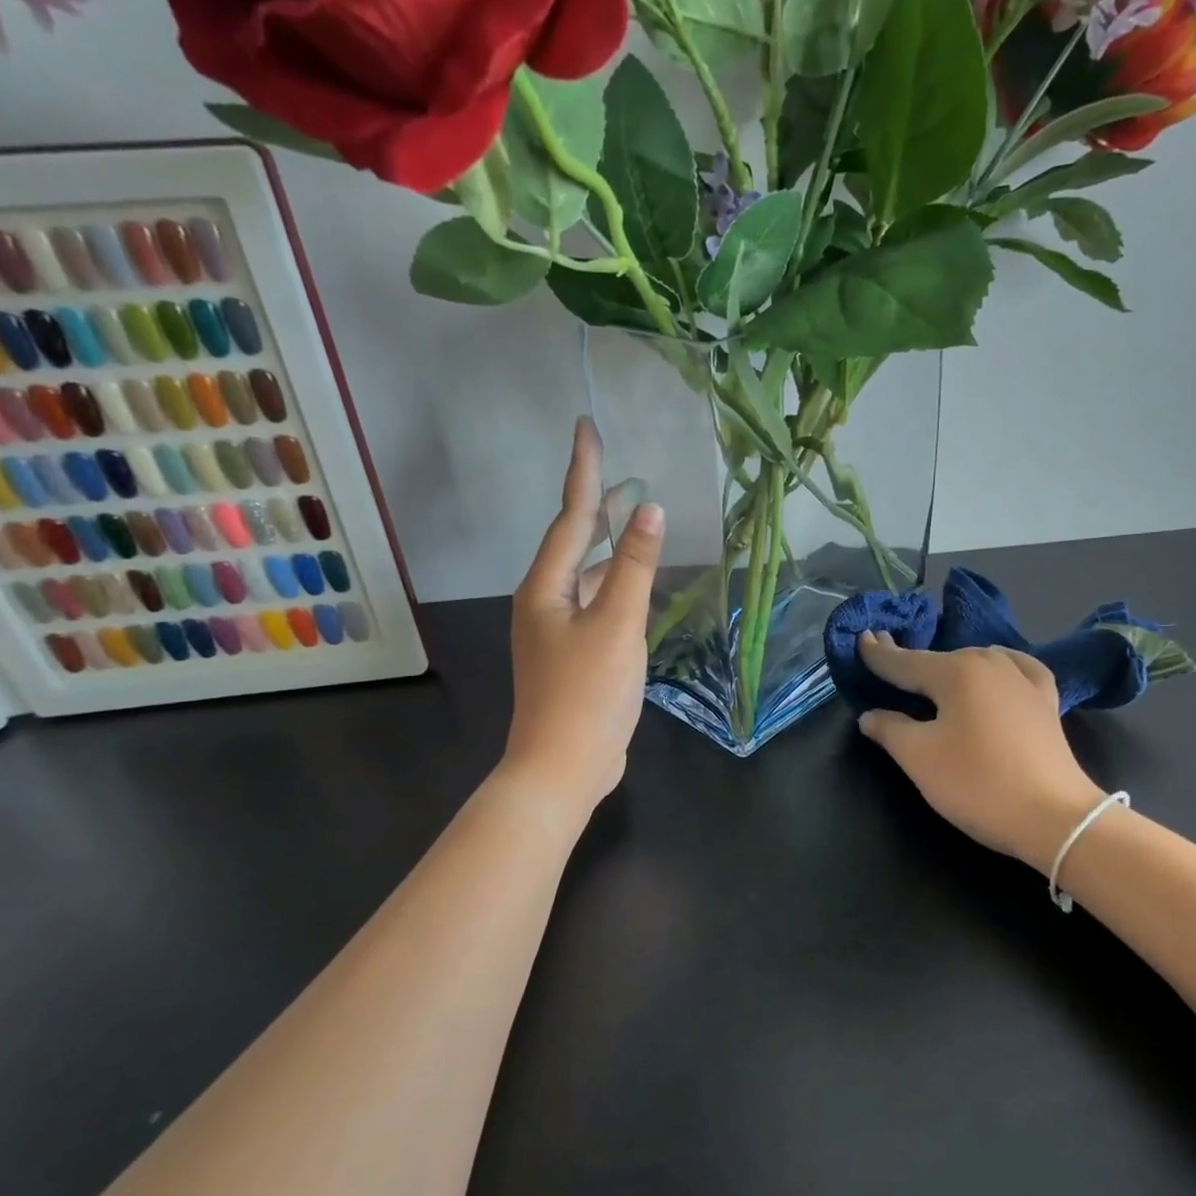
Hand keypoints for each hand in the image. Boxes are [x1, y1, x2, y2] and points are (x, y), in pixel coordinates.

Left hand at [502, 419, 663, 812]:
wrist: (563, 767)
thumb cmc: (587, 693)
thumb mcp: (617, 625)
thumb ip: (636, 568)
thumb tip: (651, 510)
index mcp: (546, 588)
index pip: (571, 517)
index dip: (583, 471)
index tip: (587, 428)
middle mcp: (544, 602)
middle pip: (574, 543)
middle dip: (599, 508)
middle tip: (625, 476)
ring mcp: (557, 631)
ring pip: (586, 576)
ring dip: (610, 548)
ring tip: (637, 523)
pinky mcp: (573, 655)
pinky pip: (596, 604)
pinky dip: (616, 586)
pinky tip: (636, 586)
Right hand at [857, 634, 1102, 872]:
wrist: (1055, 818)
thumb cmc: (978, 784)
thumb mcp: (920, 758)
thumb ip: (890, 730)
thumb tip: (870, 715)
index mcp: (955, 672)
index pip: (904, 661)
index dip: (879, 654)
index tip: (861, 639)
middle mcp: (989, 663)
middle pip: (939, 660)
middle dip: (913, 663)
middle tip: (890, 664)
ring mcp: (1023, 679)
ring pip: (976, 662)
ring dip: (952, 667)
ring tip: (934, 678)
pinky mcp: (1046, 700)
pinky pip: (1015, 670)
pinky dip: (998, 668)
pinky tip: (997, 673)